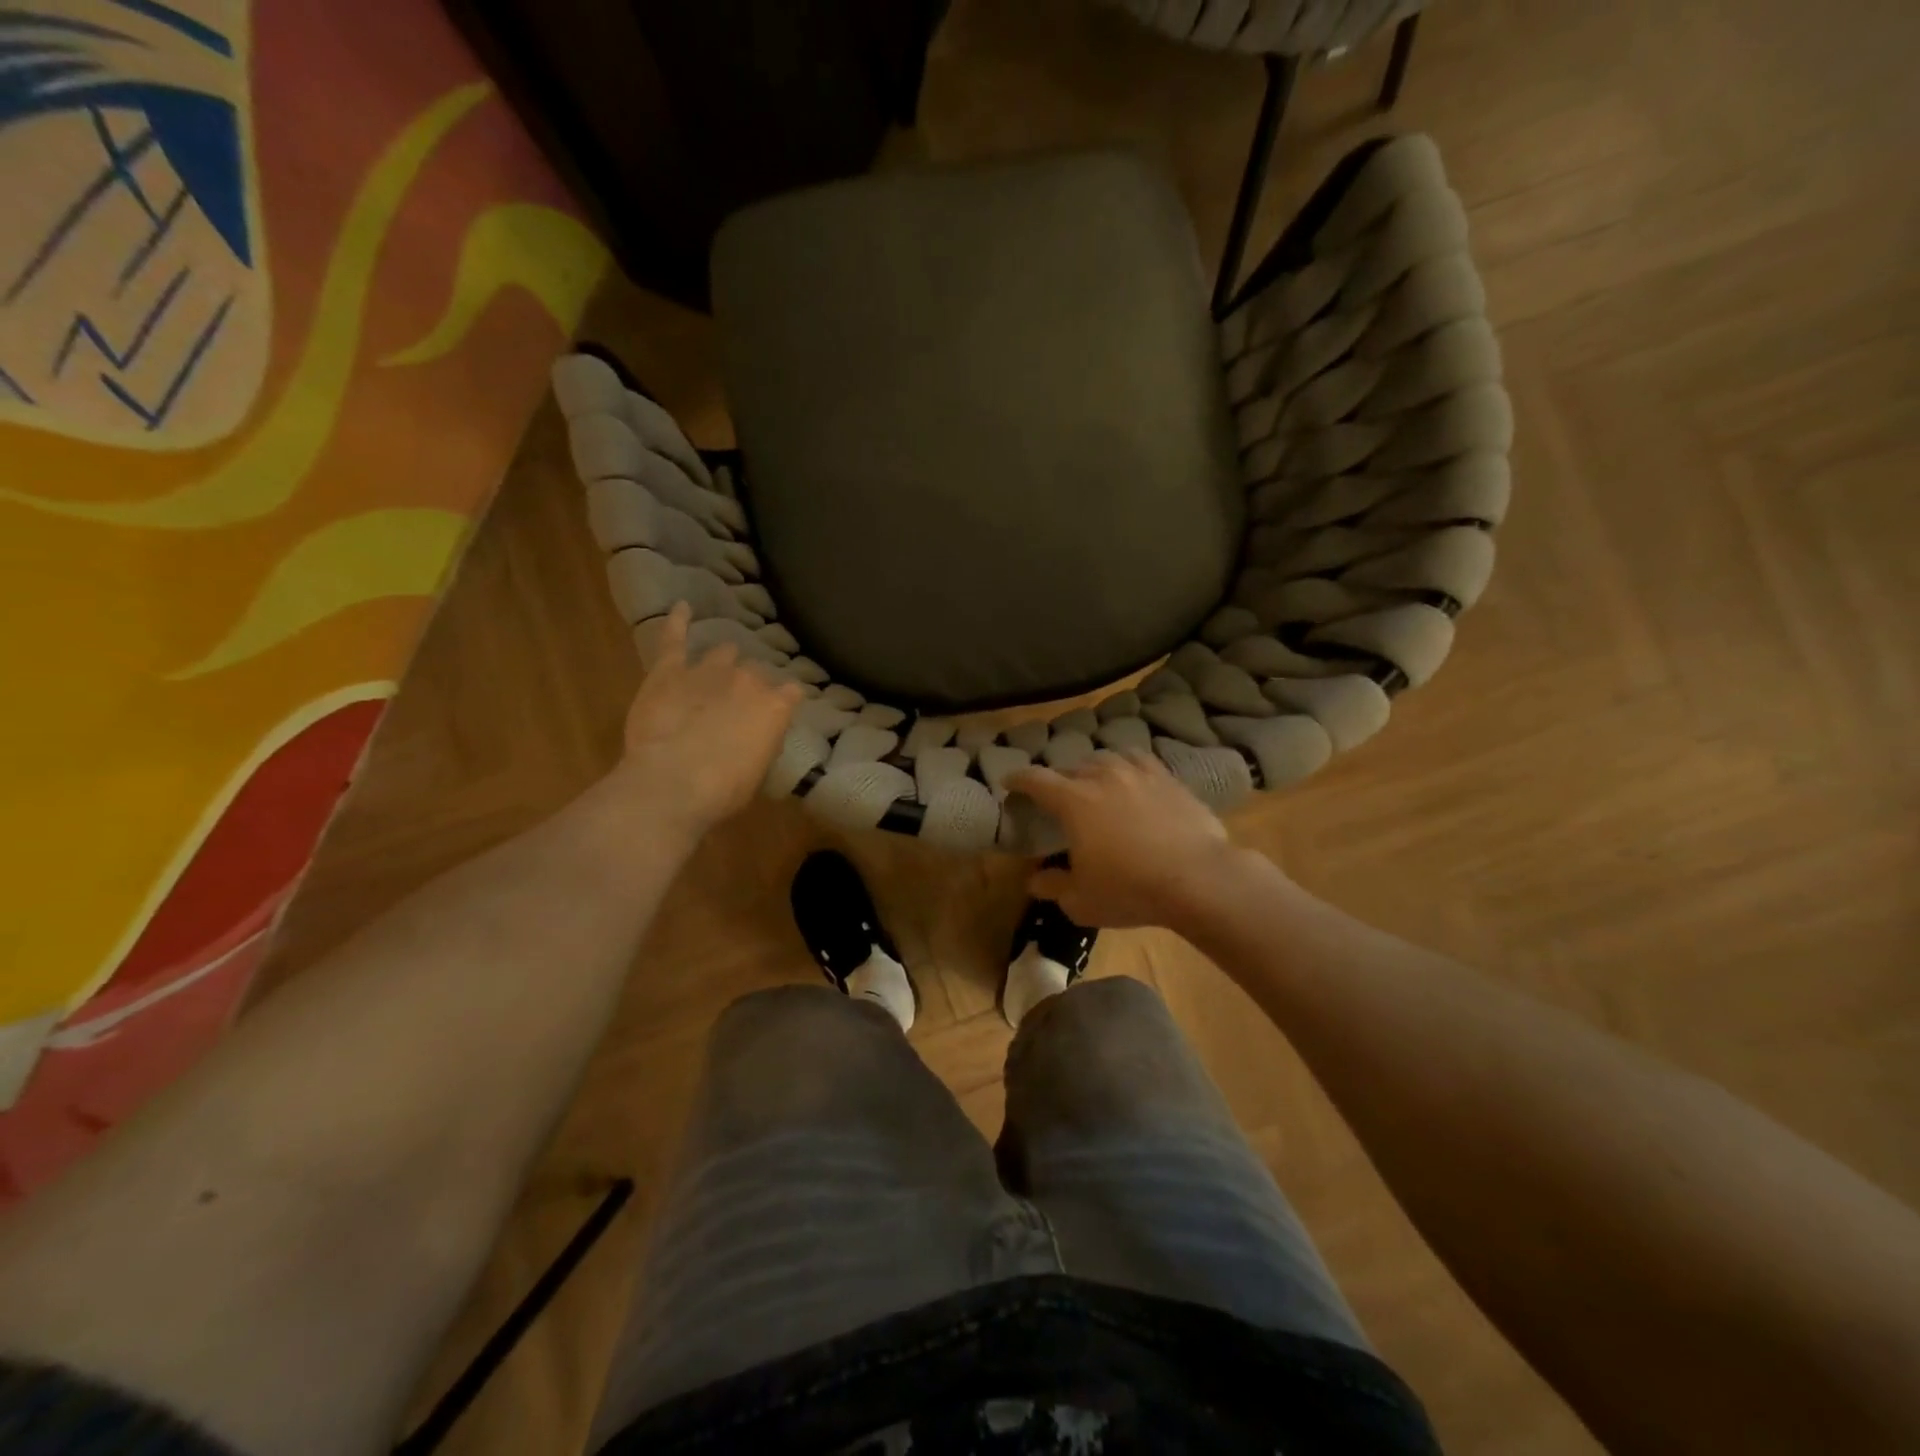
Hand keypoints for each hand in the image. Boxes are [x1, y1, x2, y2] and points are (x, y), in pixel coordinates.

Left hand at [615, 603, 803, 836]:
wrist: (672, 784)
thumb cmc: (722, 791)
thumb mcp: (757, 772)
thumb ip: (762, 742)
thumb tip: (758, 734)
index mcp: (775, 707)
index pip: (791, 693)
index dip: (785, 701)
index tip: (781, 709)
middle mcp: (747, 681)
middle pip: (756, 673)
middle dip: (751, 684)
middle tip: (740, 702)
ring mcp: (708, 671)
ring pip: (723, 653)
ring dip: (724, 659)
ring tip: (722, 663)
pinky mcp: (669, 671)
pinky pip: (675, 638)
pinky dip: (678, 621)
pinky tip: (681, 607)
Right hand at [1008, 751, 1262, 930]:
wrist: (1198, 879)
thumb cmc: (1130, 890)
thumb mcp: (1081, 900)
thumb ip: (1052, 886)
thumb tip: (1034, 879)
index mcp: (1073, 801)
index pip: (1036, 780)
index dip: (1018, 779)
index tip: (1009, 782)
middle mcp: (1102, 777)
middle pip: (1071, 768)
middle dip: (1058, 779)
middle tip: (1056, 795)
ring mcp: (1138, 773)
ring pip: (1105, 759)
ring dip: (1092, 769)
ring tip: (1093, 782)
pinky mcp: (1168, 778)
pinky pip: (1139, 760)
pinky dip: (1126, 765)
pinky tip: (1130, 776)